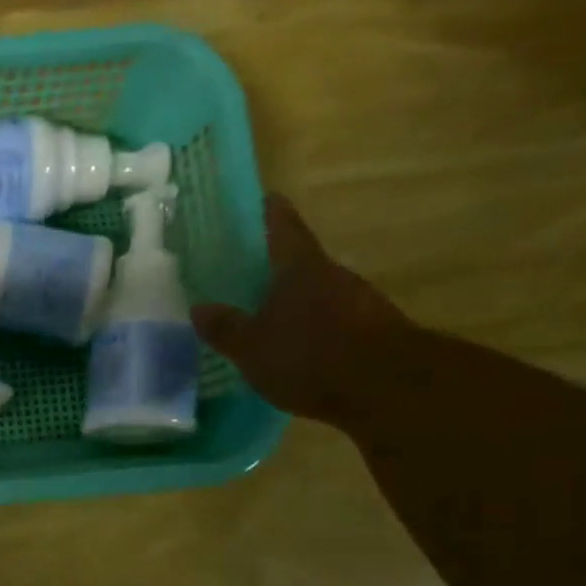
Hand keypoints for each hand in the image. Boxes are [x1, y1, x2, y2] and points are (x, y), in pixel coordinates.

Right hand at [191, 195, 410, 424]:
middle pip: (305, 264)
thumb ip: (225, 328)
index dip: (274, 214)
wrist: (386, 387)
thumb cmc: (309, 356)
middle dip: (283, 269)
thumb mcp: (251, 347)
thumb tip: (199, 307)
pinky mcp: (376, 334)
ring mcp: (362, 304)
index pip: (285, 230)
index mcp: (301, 270)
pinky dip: (319, 330)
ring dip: (302, 302)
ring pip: (323, 295)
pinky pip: (338, 324)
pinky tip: (303, 350)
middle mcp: (334, 277)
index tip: (268, 198)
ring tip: (275, 317)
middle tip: (257, 274)